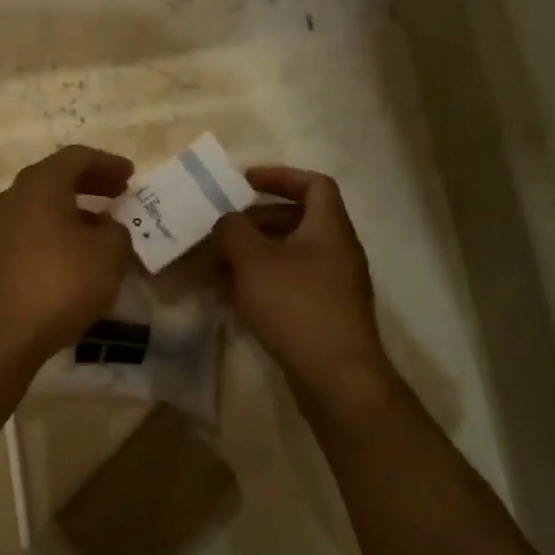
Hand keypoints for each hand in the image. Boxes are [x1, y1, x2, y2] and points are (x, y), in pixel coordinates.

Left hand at [0, 145, 134, 365]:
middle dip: (90, 183)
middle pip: (56, 178)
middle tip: (119, 194)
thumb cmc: (61, 282)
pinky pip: (31, 230)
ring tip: (101, 228)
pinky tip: (74, 255)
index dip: (108, 163)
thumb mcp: (109, 254)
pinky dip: (56, 232)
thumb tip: (105, 227)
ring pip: (42, 205)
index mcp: (41, 183)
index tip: (131, 175)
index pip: (77, 157)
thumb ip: (116, 231)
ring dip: (73, 210)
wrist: (1, 333)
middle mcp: (14, 196)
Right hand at [214, 166, 394, 429]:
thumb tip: (227, 222)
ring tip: (216, 269)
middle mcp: (337, 251)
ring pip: (288, 256)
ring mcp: (333, 285)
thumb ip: (233, 231)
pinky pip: (289, 285)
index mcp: (329, 229)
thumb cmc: (296, 306)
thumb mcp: (253, 261)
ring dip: (252, 257)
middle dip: (254, 222)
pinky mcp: (324, 314)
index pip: (314, 184)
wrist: (336, 377)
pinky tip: (232, 300)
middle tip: (222, 231)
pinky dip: (261, 284)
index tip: (245, 182)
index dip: (280, 176)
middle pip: (296, 221)